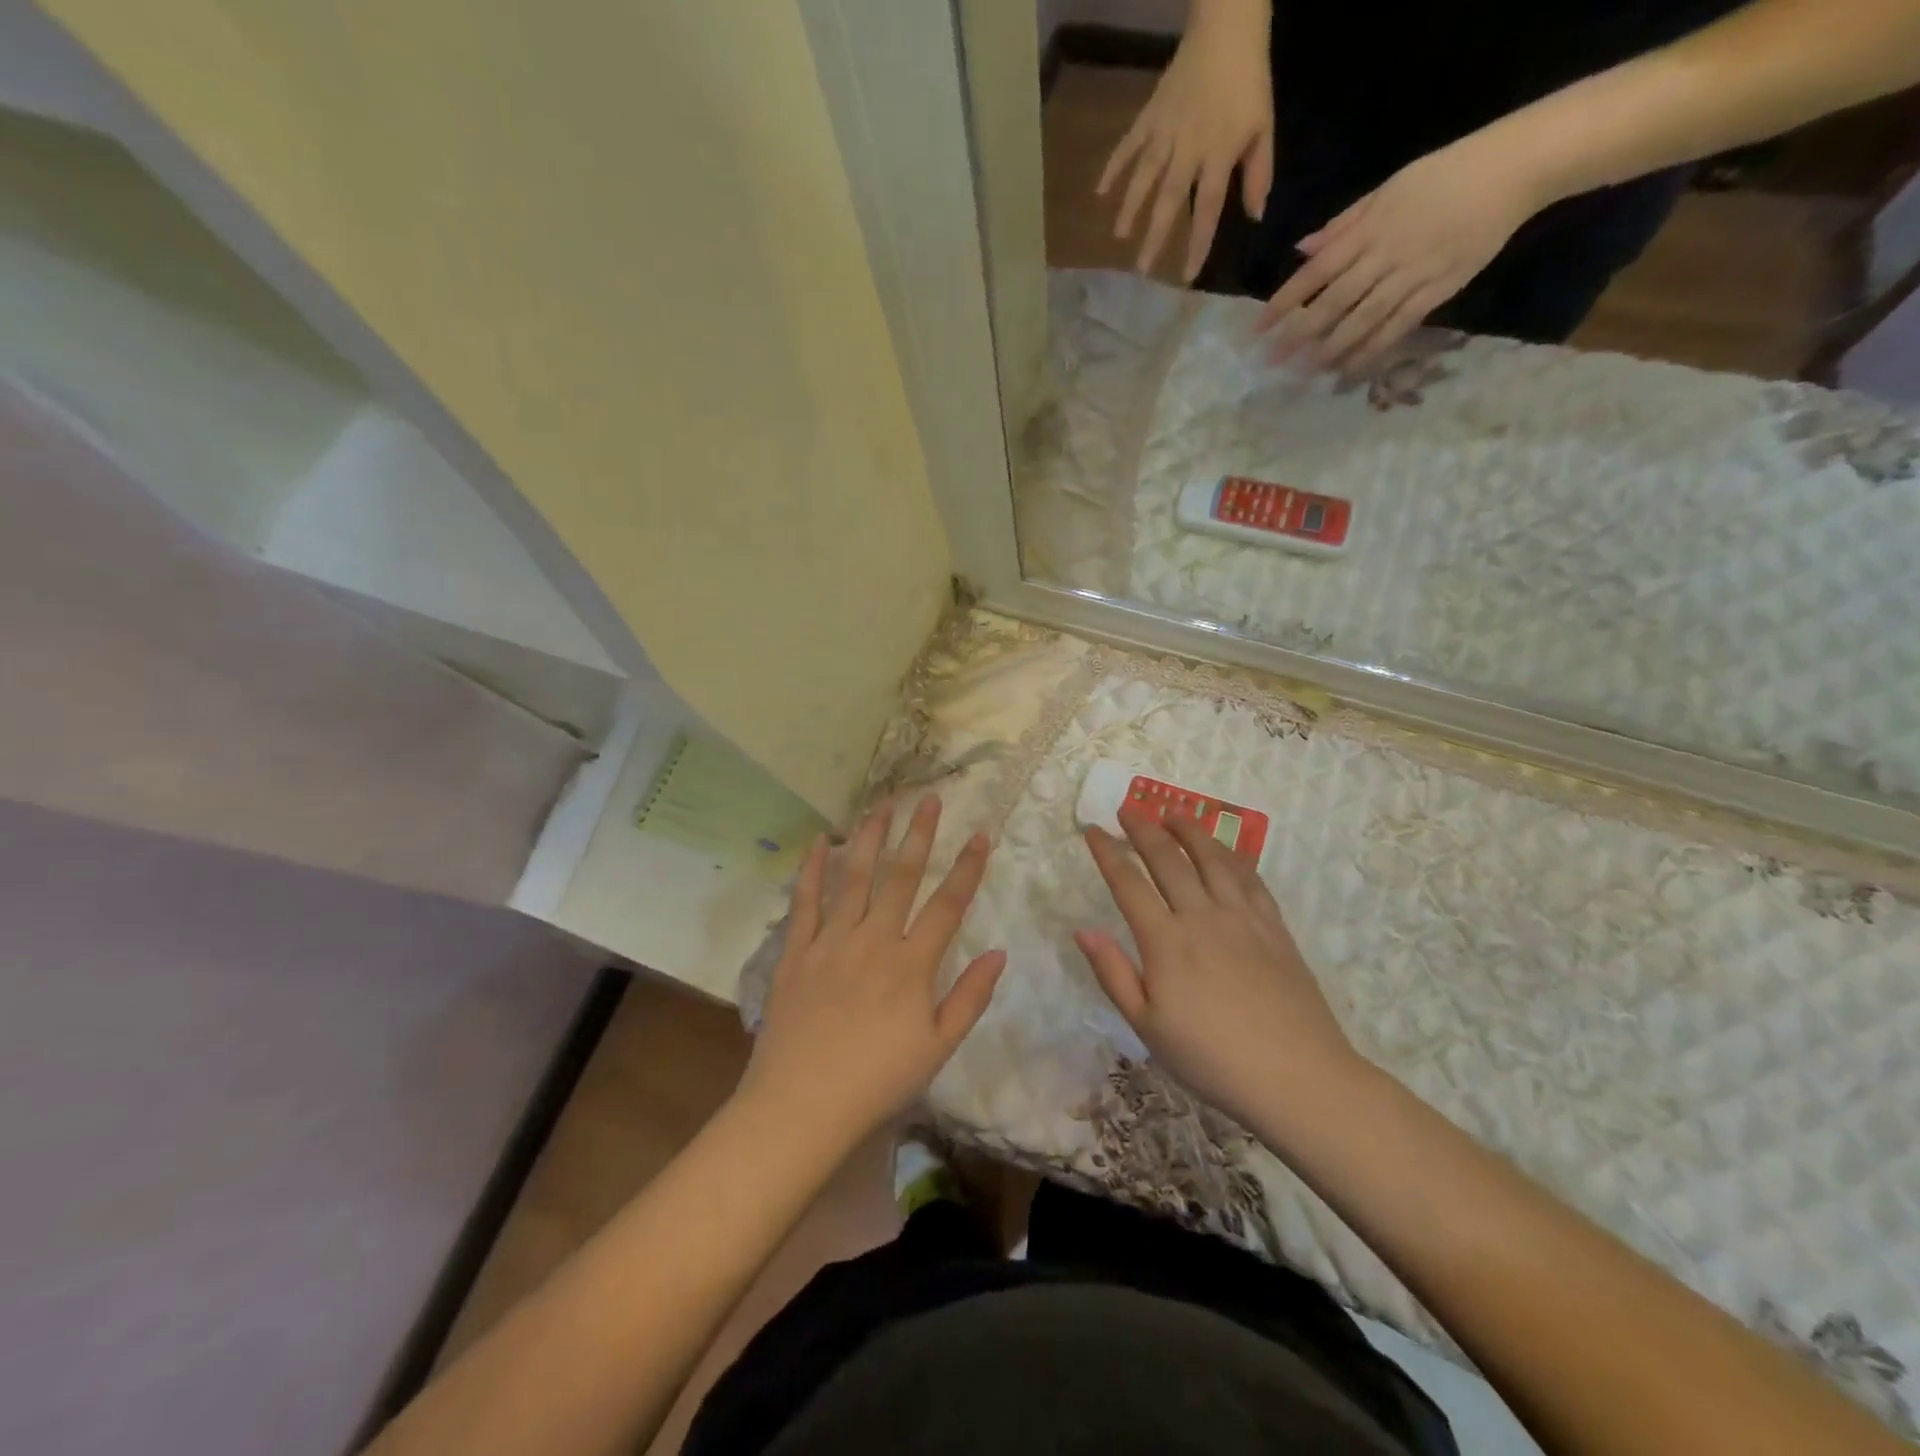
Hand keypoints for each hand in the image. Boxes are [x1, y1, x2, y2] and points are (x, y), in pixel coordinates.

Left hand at [740, 798, 1004, 1145]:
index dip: (967, 868)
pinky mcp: (797, 951)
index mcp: (911, 965)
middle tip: (929, 799)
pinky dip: (812, 869)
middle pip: (901, 877)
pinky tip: (819, 841)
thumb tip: (999, 953)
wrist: (800, 1106)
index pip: (947, 905)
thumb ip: (970, 998)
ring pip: (854, 877)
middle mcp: (873, 940)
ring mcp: (831, 941)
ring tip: (882, 806)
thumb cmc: (877, 1081)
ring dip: (869, 838)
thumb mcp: (937, 1048)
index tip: (980, 834)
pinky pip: (805, 901)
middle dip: (918, 835)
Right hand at [1075, 812, 1356, 1128]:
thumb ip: (1113, 974)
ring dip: (1189, 830)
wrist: (1298, 1078)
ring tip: (1174, 812)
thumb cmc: (1212, 1059)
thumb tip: (1082, 930)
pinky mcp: (1274, 927)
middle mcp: (1202, 917)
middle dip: (1143, 829)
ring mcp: (1242, 918)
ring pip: (1212, 858)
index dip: (1107, 853)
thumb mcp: (1148, 1027)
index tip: (1092, 831)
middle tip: (1128, 809)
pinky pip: (1250, 878)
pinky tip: (1225, 849)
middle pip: (1168, 859)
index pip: (1128, 884)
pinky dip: (1232, 855)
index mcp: (1165, 942)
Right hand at [1098, 0, 1274, 281]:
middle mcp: (1188, 149)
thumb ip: (1258, 174)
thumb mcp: (1264, 127)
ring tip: (1118, 237)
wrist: (1227, 26)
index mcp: (1218, 154)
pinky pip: (1128, 145)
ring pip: (1144, 177)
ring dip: (1130, 208)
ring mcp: (1165, 133)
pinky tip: (1099, 192)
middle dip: (1155, 237)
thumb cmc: (1249, 81)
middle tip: (1141, 270)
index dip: (1197, 244)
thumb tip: (1254, 217)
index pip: (1208, 208)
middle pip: (1169, 201)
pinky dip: (1113, 167)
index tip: (1185, 276)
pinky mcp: (1150, 116)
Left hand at [1255, 135, 1545, 375]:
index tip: (1259, 328)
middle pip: (1333, 302)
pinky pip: (1398, 327)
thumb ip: (1343, 224)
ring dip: (1330, 350)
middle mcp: (1386, 254)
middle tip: (1272, 362)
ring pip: (1362, 320)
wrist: (1514, 168)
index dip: (1285, 302)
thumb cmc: (1446, 174)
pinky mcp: (1439, 289)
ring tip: (1304, 372)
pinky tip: (1348, 370)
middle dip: (1298, 335)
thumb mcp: (1389, 189)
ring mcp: (1413, 274)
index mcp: (1370, 227)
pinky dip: (1371, 350)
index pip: (1316, 271)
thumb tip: (1302, 251)